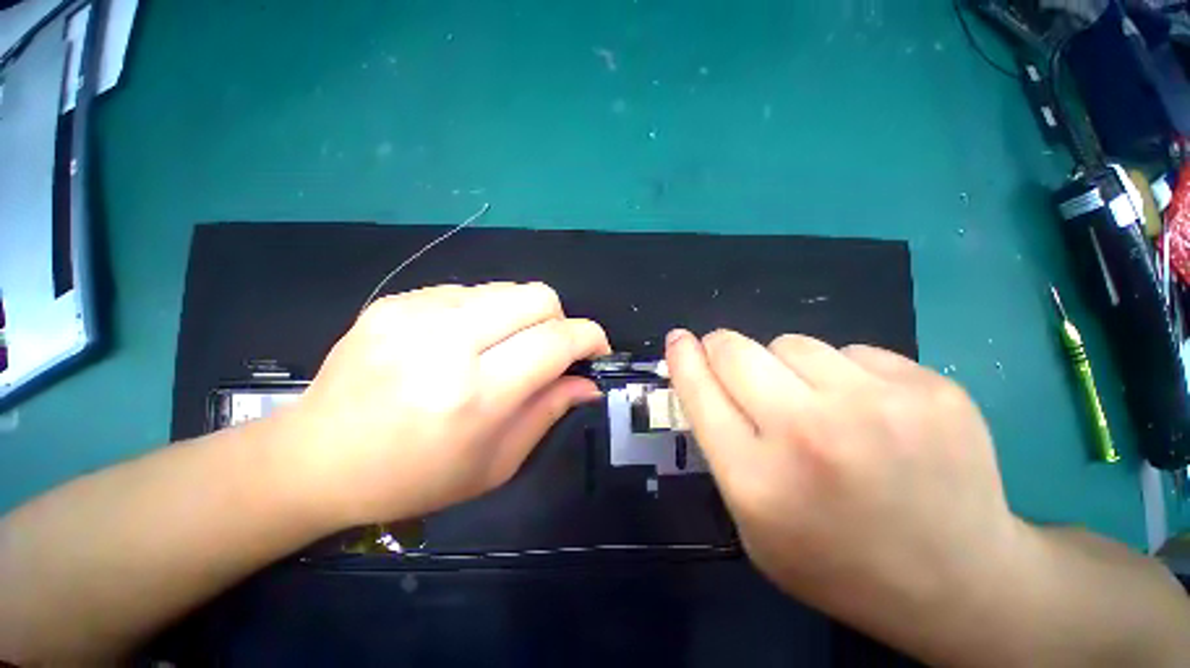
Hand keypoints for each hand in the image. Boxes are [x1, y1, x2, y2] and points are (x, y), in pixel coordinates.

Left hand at [279, 283, 609, 527]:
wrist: (316, 459)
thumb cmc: (414, 477)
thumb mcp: (496, 462)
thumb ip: (549, 411)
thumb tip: (588, 382)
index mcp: (475, 394)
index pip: (556, 340)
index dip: (590, 337)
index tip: (596, 349)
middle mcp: (447, 343)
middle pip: (537, 296)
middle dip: (560, 319)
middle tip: (551, 349)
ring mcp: (414, 314)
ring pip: (507, 288)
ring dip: (523, 316)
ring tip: (504, 347)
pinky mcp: (395, 301)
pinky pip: (469, 292)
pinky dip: (486, 313)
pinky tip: (465, 341)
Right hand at [665, 329, 1024, 628]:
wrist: (960, 583)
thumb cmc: (837, 561)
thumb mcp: (753, 525)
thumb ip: (721, 449)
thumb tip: (703, 381)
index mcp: (758, 478)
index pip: (698, 390)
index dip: (683, 357)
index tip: (678, 339)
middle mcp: (808, 434)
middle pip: (736, 349)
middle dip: (724, 350)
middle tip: (739, 368)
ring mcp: (876, 407)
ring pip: (792, 342)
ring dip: (787, 365)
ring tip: (818, 404)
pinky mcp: (929, 388)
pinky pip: (852, 351)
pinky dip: (845, 373)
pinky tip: (872, 412)